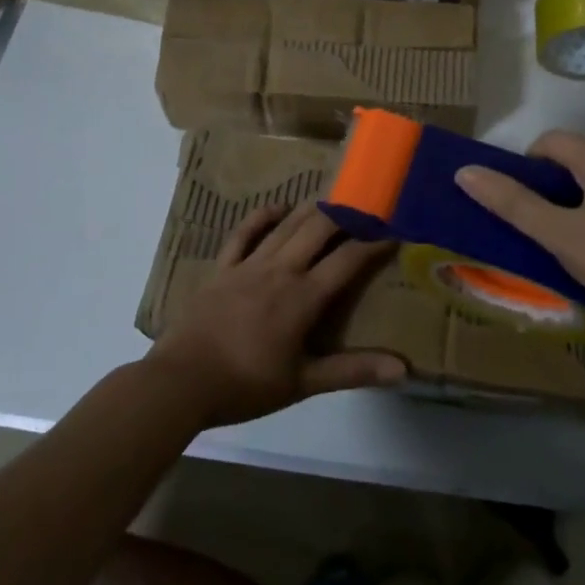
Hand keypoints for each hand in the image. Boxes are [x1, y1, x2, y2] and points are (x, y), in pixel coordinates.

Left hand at [147, 202, 405, 427]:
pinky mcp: (222, 268)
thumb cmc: (245, 385)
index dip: (373, 244)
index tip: (394, 232)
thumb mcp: (304, 383)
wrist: (181, 382)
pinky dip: (261, 217)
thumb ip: (353, 371)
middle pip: (318, 228)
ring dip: (311, 209)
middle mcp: (280, 270)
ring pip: (285, 226)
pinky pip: (243, 233)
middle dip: (344, 214)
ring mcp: (248, 265)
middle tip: (364, 208)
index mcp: (303, 297)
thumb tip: (402, 368)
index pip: (347, 260)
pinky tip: (276, 208)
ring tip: (331, 199)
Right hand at [455, 131, 584, 325]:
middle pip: (573, 157)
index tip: (520, 207)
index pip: (550, 142)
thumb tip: (465, 172)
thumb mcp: (560, 236)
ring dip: (572, 201)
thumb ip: (512, 203)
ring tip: (563, 239)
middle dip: (550, 188)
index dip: (526, 169)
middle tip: (538, 227)